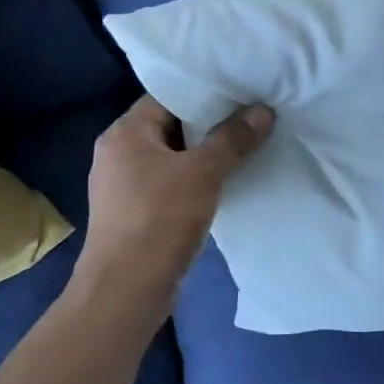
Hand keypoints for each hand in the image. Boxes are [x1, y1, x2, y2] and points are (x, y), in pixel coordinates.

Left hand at [78, 95, 274, 305]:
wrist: (126, 292)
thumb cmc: (158, 221)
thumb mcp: (202, 173)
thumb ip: (233, 139)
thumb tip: (263, 110)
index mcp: (125, 133)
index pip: (167, 96)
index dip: (205, 92)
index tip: (242, 91)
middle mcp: (119, 153)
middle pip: (172, 125)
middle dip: (212, 124)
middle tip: (252, 115)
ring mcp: (125, 185)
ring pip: (174, 157)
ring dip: (206, 155)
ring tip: (247, 145)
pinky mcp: (136, 213)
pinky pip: (171, 183)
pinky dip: (197, 180)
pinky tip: (227, 183)